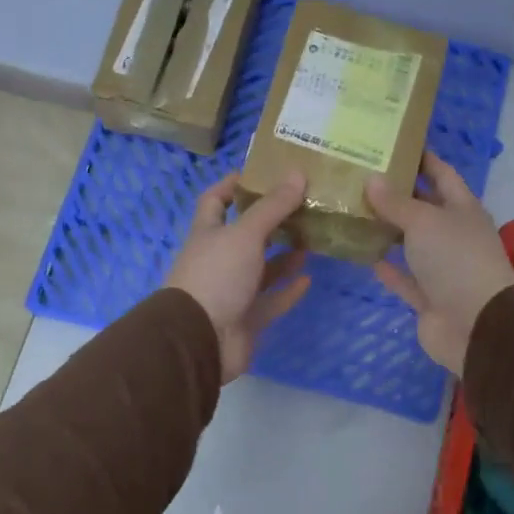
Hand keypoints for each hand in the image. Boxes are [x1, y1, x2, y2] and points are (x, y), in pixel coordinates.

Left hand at [166, 173, 311, 381]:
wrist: (200, 340)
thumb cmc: (217, 276)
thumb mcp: (245, 234)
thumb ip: (272, 207)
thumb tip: (297, 173)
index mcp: (208, 234)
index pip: (215, 201)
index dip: (233, 185)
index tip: (261, 173)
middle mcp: (219, 260)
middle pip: (245, 235)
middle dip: (271, 221)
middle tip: (302, 206)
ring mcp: (232, 291)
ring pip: (262, 268)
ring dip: (284, 256)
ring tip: (312, 239)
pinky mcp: (247, 318)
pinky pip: (272, 300)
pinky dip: (288, 290)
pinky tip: (309, 278)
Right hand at [366, 152, 513, 372]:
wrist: (476, 325)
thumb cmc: (455, 260)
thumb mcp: (424, 221)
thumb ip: (396, 202)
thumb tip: (372, 179)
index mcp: (463, 209)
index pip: (442, 174)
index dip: (422, 159)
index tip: (395, 143)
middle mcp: (454, 235)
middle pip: (425, 208)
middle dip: (398, 194)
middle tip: (362, 176)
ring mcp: (443, 269)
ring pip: (412, 244)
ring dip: (389, 231)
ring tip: (355, 211)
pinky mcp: (429, 298)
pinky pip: (406, 278)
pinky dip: (388, 268)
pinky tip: (364, 254)